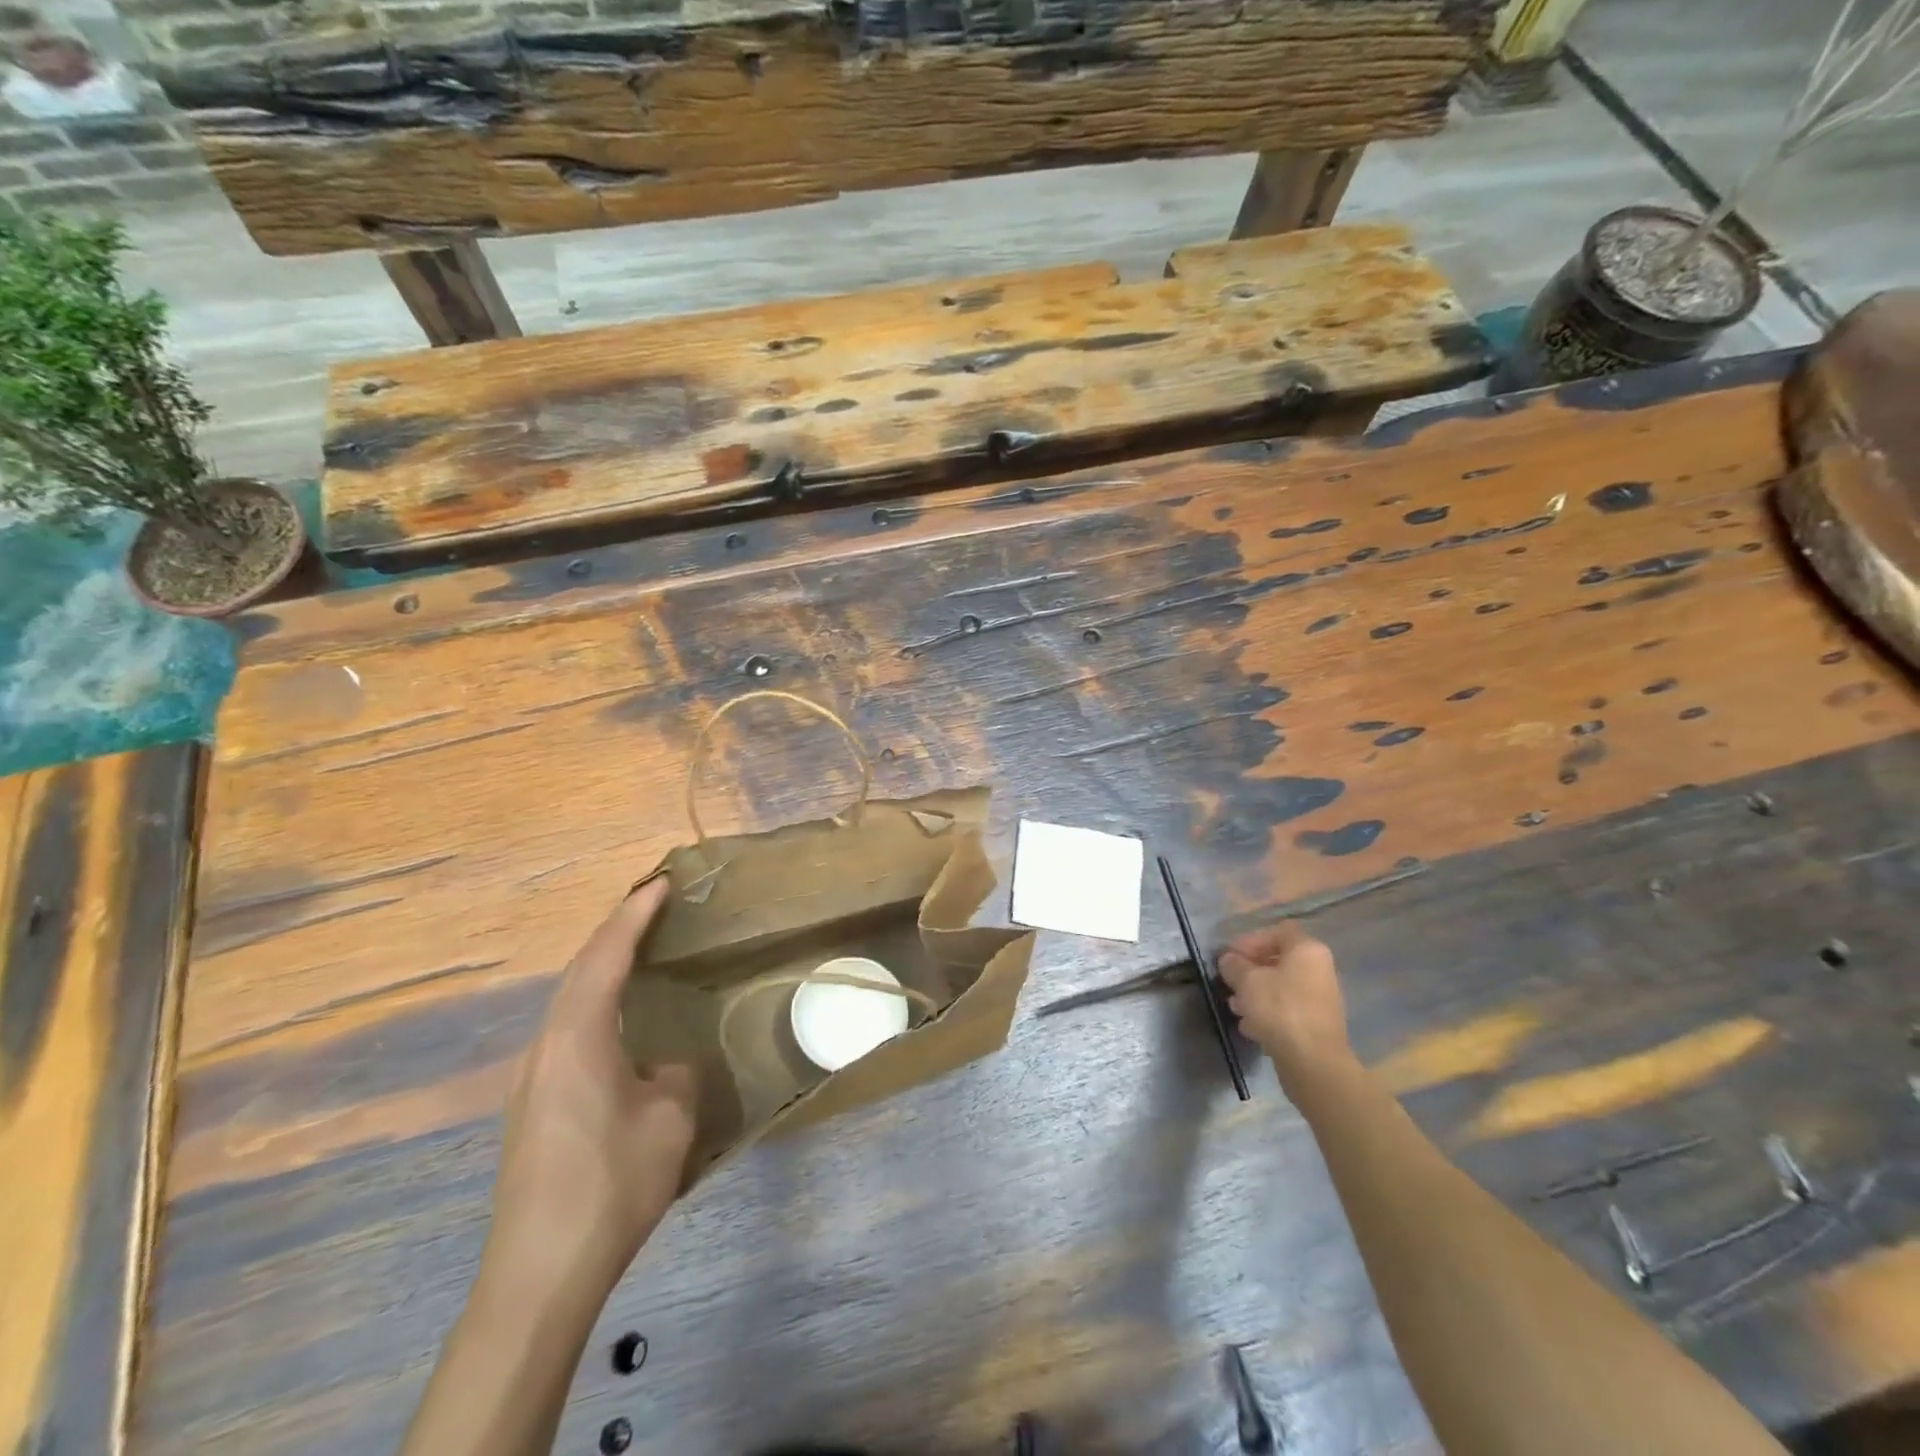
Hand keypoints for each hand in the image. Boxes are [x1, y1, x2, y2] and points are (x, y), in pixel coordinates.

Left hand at [488, 874, 697, 1289]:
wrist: (539, 1273)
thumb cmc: (611, 1182)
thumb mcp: (670, 1119)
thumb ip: (674, 1074)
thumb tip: (663, 1066)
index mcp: (577, 1037)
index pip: (606, 956)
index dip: (633, 915)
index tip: (659, 883)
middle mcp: (545, 1047)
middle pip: (579, 972)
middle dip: (615, 933)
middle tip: (652, 908)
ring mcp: (530, 1079)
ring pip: (568, 1002)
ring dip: (602, 969)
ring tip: (638, 953)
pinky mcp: (530, 1108)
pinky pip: (566, 1031)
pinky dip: (594, 1004)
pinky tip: (617, 1023)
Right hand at [1218, 921, 1355, 1097]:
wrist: (1313, 1062)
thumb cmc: (1280, 1010)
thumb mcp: (1247, 981)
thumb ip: (1234, 965)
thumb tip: (1229, 960)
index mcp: (1307, 950)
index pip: (1278, 931)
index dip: (1251, 940)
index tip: (1231, 956)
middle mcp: (1319, 969)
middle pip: (1278, 960)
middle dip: (1250, 970)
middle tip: (1230, 982)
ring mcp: (1320, 998)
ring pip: (1281, 986)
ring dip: (1255, 993)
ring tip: (1235, 1006)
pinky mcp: (1316, 1023)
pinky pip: (1287, 1008)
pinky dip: (1268, 1013)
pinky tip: (1250, 1026)